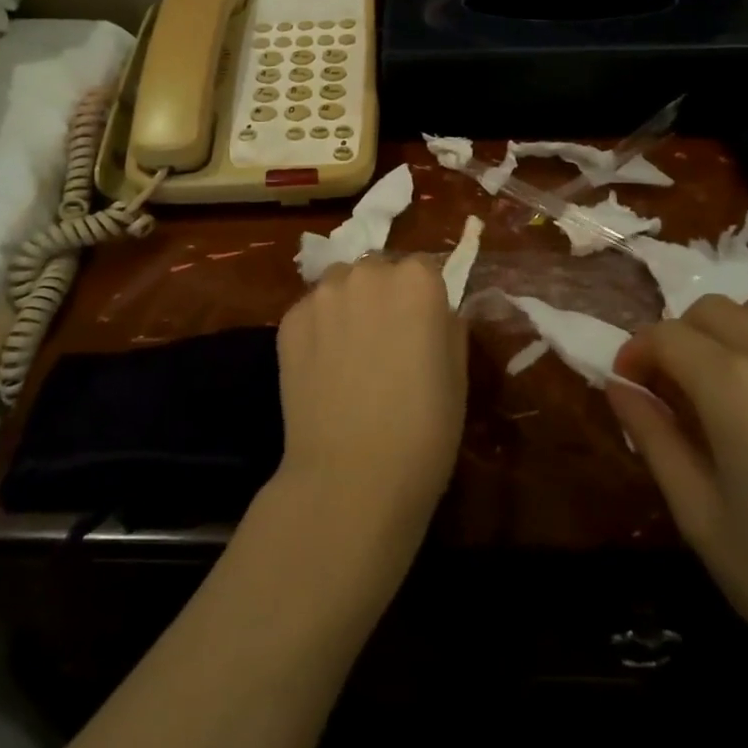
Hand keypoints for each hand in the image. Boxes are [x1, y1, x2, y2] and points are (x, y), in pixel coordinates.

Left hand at [273, 256, 466, 545]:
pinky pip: (311, 311)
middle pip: (378, 269)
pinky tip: (323, 368)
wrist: (351, 478)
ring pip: (340, 284)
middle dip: (383, 294)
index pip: (424, 268)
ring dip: (348, 304)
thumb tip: (437, 314)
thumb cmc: (423, 431)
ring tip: (350, 351)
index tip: (423, 329)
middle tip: (386, 340)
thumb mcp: (457, 375)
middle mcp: (368, 273)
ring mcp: (322, 295)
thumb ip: (448, 327)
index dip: (424, 299)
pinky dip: (319, 328)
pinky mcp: (289, 321)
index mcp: (418, 281)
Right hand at [607, 292, 747, 705]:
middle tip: (680, 393)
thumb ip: (653, 438)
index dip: (637, 354)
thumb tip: (619, 387)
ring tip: (738, 387)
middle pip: (712, 310)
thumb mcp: (702, 520)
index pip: (666, 336)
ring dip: (734, 331)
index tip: (631, 387)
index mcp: (734, 387)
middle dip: (681, 340)